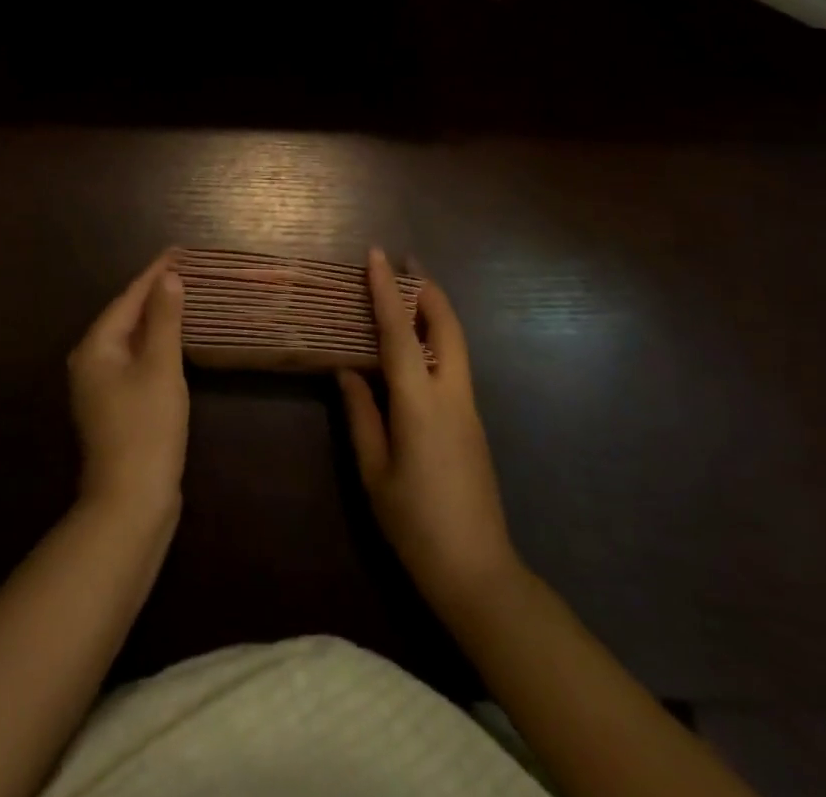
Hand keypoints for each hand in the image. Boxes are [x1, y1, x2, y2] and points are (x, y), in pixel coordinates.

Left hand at [68, 251, 188, 522]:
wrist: (131, 503)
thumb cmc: (146, 428)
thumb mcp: (161, 367)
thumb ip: (165, 320)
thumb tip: (168, 278)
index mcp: (96, 347)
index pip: (128, 298)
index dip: (154, 273)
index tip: (178, 250)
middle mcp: (90, 362)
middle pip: (125, 315)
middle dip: (154, 292)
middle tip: (185, 270)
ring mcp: (100, 387)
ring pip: (130, 339)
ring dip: (156, 318)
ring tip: (182, 296)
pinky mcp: (114, 406)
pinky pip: (134, 360)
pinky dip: (154, 344)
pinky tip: (173, 341)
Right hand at [338, 248, 519, 611]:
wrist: (478, 571)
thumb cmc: (416, 524)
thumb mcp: (375, 472)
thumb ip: (362, 414)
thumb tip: (347, 370)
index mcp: (420, 403)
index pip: (400, 332)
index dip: (386, 289)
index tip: (377, 254)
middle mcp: (451, 394)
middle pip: (446, 324)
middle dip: (426, 287)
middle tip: (404, 261)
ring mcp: (469, 407)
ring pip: (455, 341)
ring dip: (434, 310)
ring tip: (407, 292)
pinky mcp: (473, 422)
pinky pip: (454, 364)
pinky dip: (435, 338)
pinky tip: (414, 346)